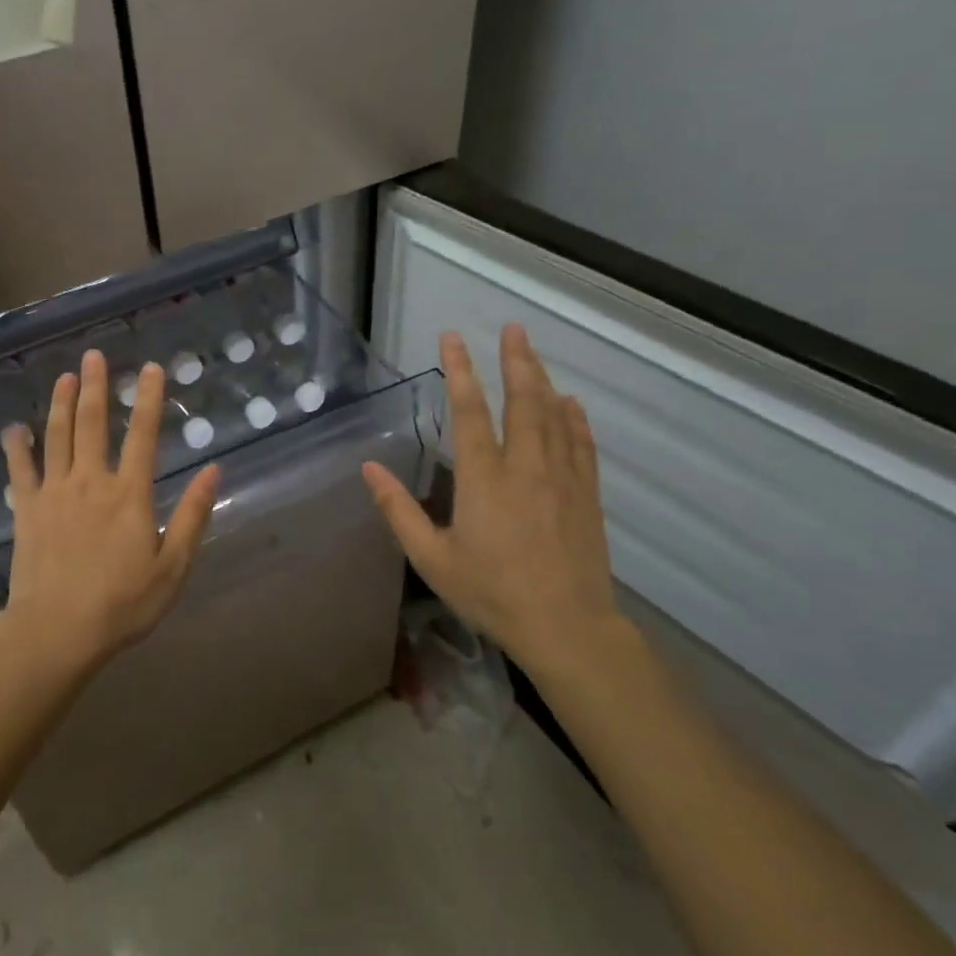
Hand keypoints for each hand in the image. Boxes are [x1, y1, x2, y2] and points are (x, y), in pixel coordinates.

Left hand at [1, 349, 219, 671]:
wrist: (58, 630)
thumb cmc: (122, 603)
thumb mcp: (173, 566)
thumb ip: (193, 516)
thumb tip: (214, 470)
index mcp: (129, 493)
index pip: (144, 434)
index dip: (148, 398)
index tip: (150, 367)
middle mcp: (91, 481)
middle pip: (93, 423)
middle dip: (95, 386)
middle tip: (93, 354)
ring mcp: (54, 492)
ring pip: (57, 436)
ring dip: (61, 403)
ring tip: (64, 376)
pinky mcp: (27, 509)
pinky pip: (20, 470)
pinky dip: (17, 447)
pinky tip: (14, 429)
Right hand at [362, 325, 624, 675]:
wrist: (567, 627)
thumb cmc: (492, 592)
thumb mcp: (432, 558)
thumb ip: (398, 510)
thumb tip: (369, 468)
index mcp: (484, 478)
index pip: (469, 410)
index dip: (459, 370)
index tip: (453, 337)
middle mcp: (525, 466)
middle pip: (522, 400)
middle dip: (515, 360)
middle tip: (513, 328)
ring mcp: (562, 478)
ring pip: (553, 416)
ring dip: (541, 380)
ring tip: (532, 353)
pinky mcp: (586, 495)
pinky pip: (582, 445)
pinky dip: (574, 419)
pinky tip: (571, 404)